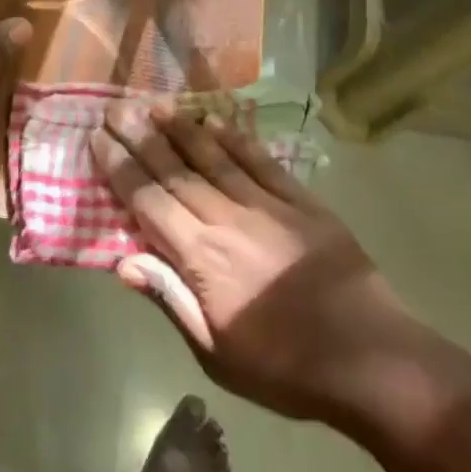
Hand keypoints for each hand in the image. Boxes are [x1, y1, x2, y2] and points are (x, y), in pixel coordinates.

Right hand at [91, 103, 413, 419]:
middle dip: (141, 137)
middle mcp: (227, 219)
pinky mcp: (300, 200)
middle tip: (116, 108)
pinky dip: (233, 137)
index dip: (120, 167)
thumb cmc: (286, 367)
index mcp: (203, 258)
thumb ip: (171, 300)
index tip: (98, 139)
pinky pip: (259, 160)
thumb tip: (123, 261)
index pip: (149, 201)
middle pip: (175, 169)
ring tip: (154, 103)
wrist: (372, 359)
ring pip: (213, 156)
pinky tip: (213, 121)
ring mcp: (267, 204)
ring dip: (180, 128)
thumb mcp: (218, 354)